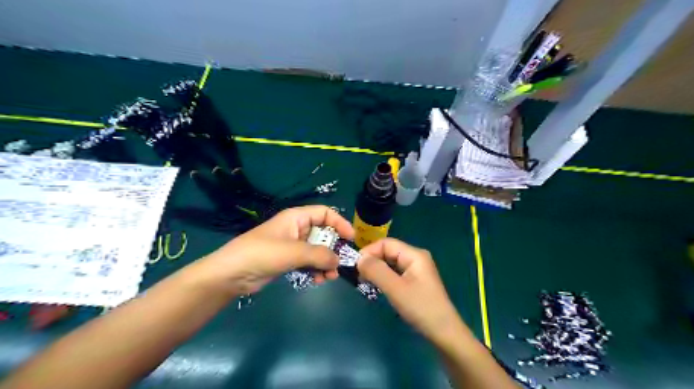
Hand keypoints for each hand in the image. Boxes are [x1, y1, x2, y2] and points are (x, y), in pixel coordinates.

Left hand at [200, 205, 352, 293]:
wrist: (230, 274)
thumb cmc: (261, 254)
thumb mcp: (293, 251)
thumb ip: (319, 255)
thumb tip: (338, 261)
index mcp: (296, 217)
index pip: (325, 213)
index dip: (340, 223)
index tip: (351, 238)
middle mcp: (296, 229)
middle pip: (323, 233)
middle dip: (333, 248)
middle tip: (340, 264)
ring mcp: (292, 245)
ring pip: (317, 250)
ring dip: (325, 262)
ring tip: (329, 277)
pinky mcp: (287, 260)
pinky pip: (308, 262)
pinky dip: (315, 270)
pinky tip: (318, 281)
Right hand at [357, 237, 459, 342]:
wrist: (444, 333)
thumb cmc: (420, 308)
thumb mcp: (395, 289)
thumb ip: (376, 271)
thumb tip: (359, 259)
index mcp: (414, 254)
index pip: (386, 243)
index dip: (369, 251)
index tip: (356, 266)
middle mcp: (415, 257)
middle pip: (388, 251)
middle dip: (372, 261)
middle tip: (358, 276)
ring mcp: (416, 269)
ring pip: (390, 262)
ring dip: (376, 269)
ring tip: (364, 281)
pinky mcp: (414, 281)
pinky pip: (394, 272)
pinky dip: (383, 277)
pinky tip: (377, 286)